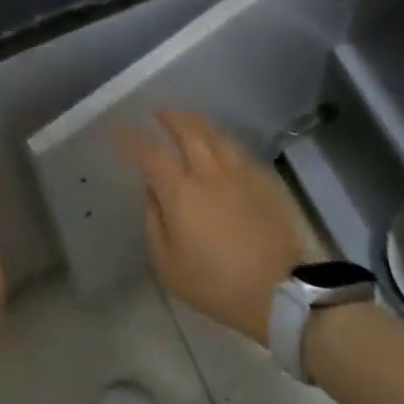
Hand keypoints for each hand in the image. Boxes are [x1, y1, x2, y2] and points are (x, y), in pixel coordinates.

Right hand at [119, 110, 305, 344]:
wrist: (282, 291)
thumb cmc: (218, 284)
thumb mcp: (170, 265)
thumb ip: (155, 222)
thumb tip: (152, 191)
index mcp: (182, 192)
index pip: (151, 153)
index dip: (133, 138)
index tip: (121, 131)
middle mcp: (210, 172)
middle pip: (189, 130)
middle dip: (170, 116)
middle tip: (158, 112)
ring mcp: (242, 173)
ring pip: (217, 134)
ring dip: (198, 122)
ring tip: (188, 121)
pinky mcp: (266, 180)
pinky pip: (239, 149)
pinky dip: (223, 140)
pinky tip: (221, 145)